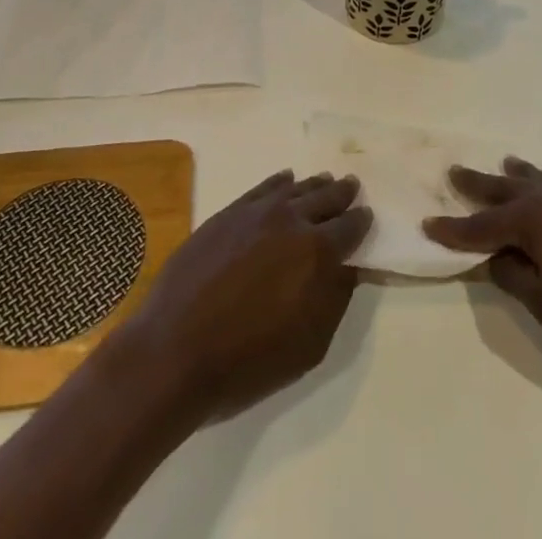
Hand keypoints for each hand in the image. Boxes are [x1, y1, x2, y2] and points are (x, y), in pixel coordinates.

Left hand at [118, 170, 371, 420]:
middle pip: (325, 197)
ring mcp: (257, 211)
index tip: (366, 216)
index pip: (350, 226)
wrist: (175, 351)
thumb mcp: (308, 346)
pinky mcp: (228, 212)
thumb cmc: (247, 361)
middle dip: (342, 194)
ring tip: (325, 182)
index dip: (361, 221)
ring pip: (295, 188)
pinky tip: (285, 181)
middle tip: (351, 188)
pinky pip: (263, 187)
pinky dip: (280, 182)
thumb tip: (349, 267)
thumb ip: (335, 299)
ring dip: (314, 186)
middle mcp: (291, 220)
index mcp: (317, 252)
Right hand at [423, 157, 541, 366]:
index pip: (481, 226)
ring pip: (540, 180)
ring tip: (505, 164)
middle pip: (506, 189)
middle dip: (478, 185)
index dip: (453, 229)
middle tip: (454, 172)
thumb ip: (517, 279)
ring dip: (517, 175)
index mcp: (531, 221)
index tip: (428, 223)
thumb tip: (499, 258)